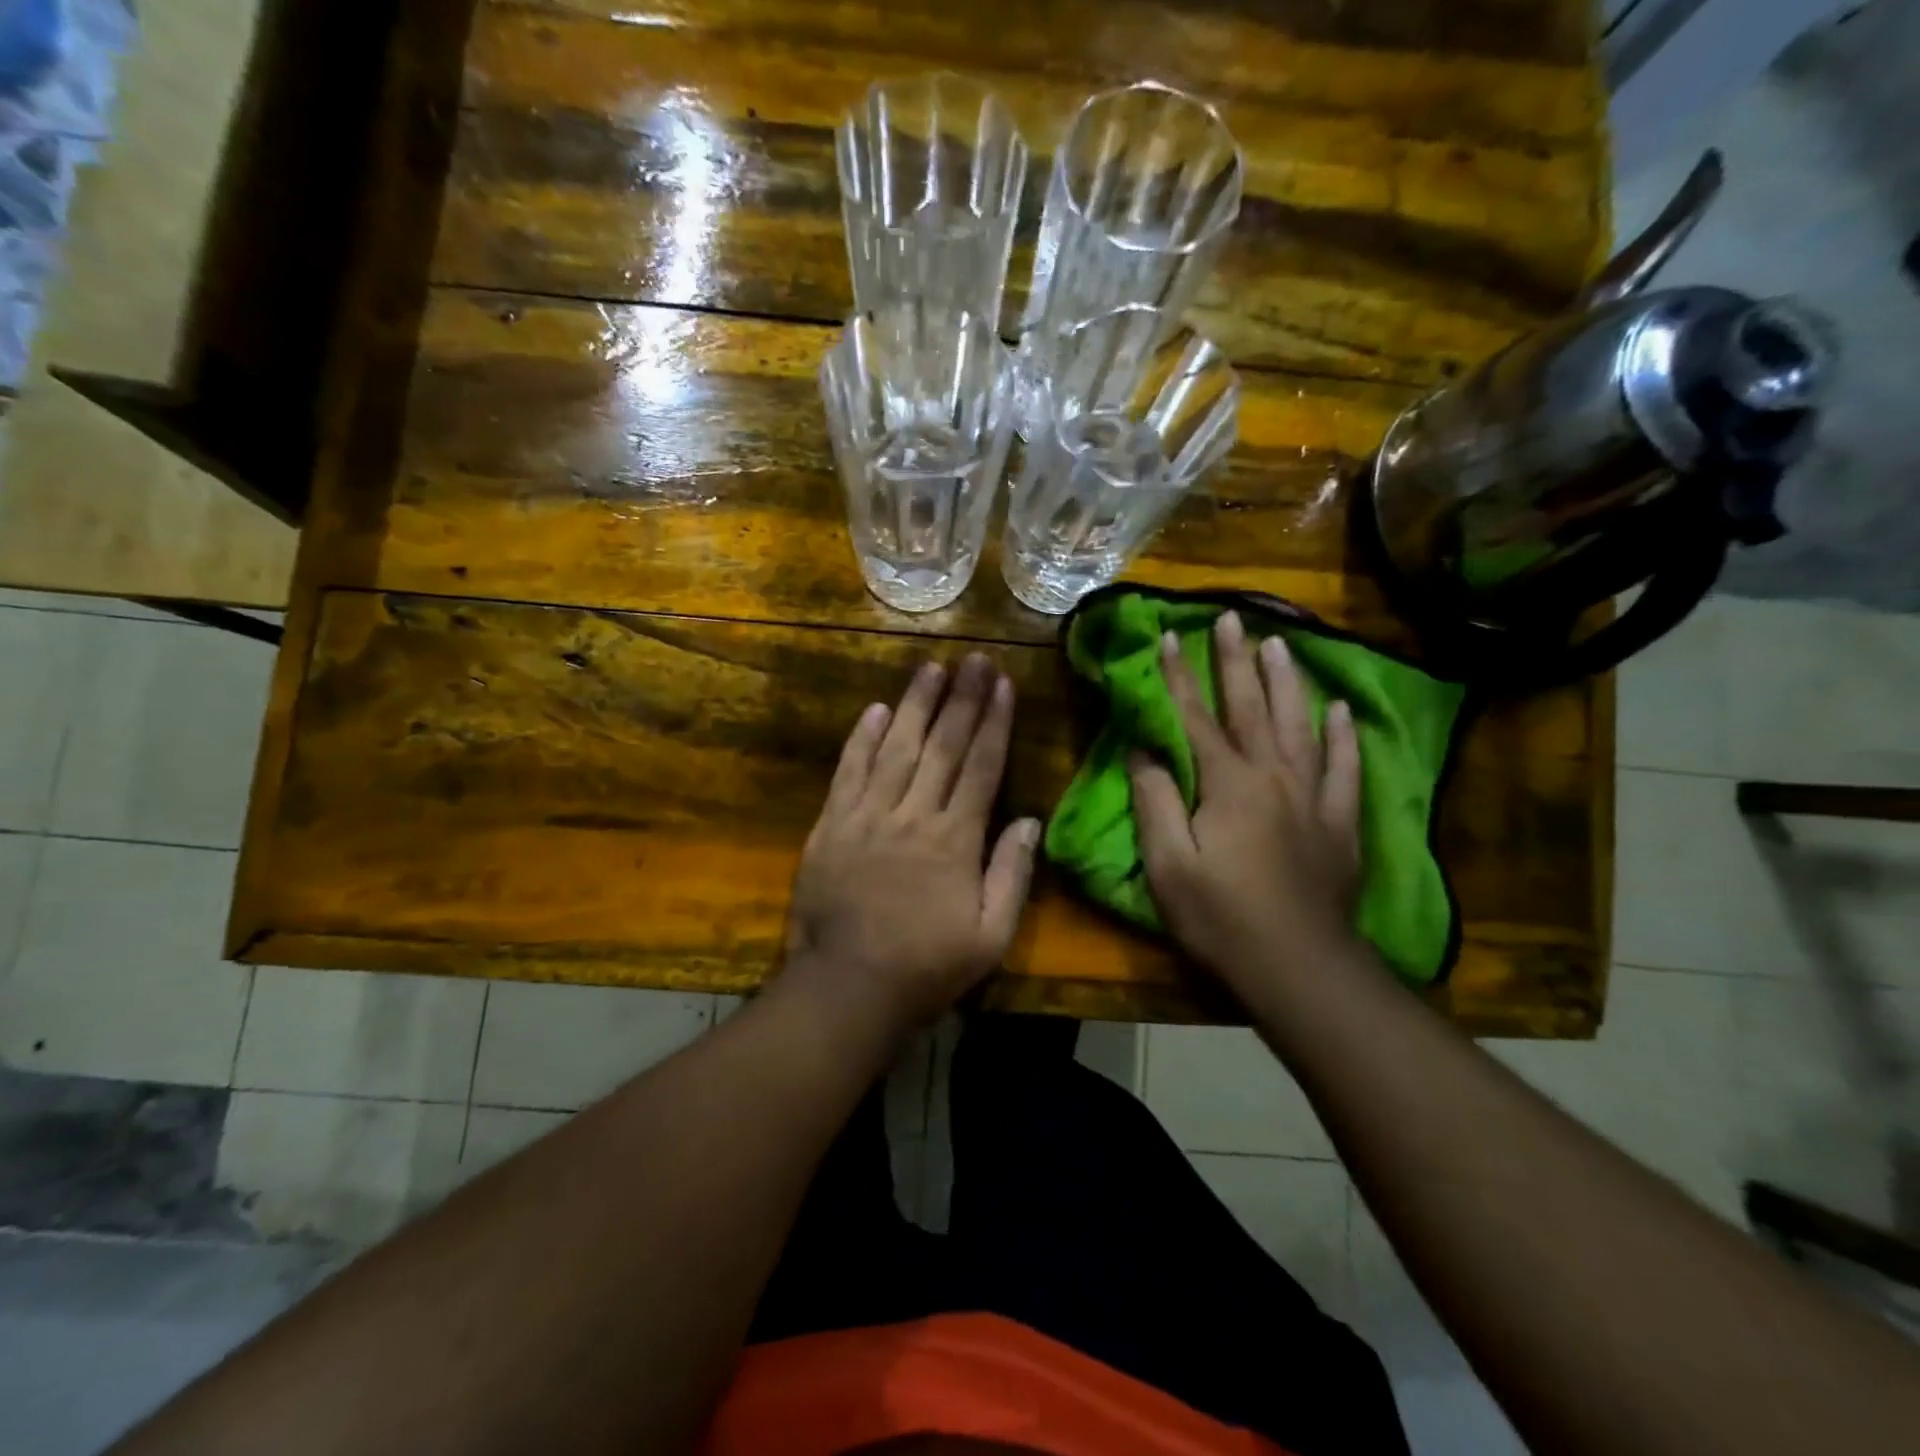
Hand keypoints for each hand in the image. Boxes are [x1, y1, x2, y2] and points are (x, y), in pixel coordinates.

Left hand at [782, 654, 1039, 1034]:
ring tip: (931, 667)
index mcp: (955, 839)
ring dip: (916, 705)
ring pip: (897, 748)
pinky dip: (863, 738)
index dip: (993, 722)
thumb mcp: (991, 936)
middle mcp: (913, 815)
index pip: (981, 766)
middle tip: (973, 658)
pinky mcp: (832, 825)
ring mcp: (867, 815)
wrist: (847, 987)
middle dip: (961, 698)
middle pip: (942, 746)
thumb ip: (1012, 874)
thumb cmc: (927, 967)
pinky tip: (877, 709)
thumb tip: (1031, 821)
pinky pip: (849, 771)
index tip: (1002, 683)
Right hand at [1128, 611, 1363, 994]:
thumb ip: (1154, 801)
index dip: (1179, 676)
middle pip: (1252, 708)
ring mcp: (1313, 797)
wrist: (1299, 968)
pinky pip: (1344, 768)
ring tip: (1282, 644)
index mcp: (1227, 784)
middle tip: (1233, 617)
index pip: (1195, 718)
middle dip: (1237, 661)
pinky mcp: (1340, 824)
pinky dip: (1342, 736)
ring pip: (1300, 725)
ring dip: (1288, 682)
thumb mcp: (1168, 863)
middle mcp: (1273, 776)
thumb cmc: (1220, 917)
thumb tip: (1144, 751)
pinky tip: (1340, 710)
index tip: (1170, 635)